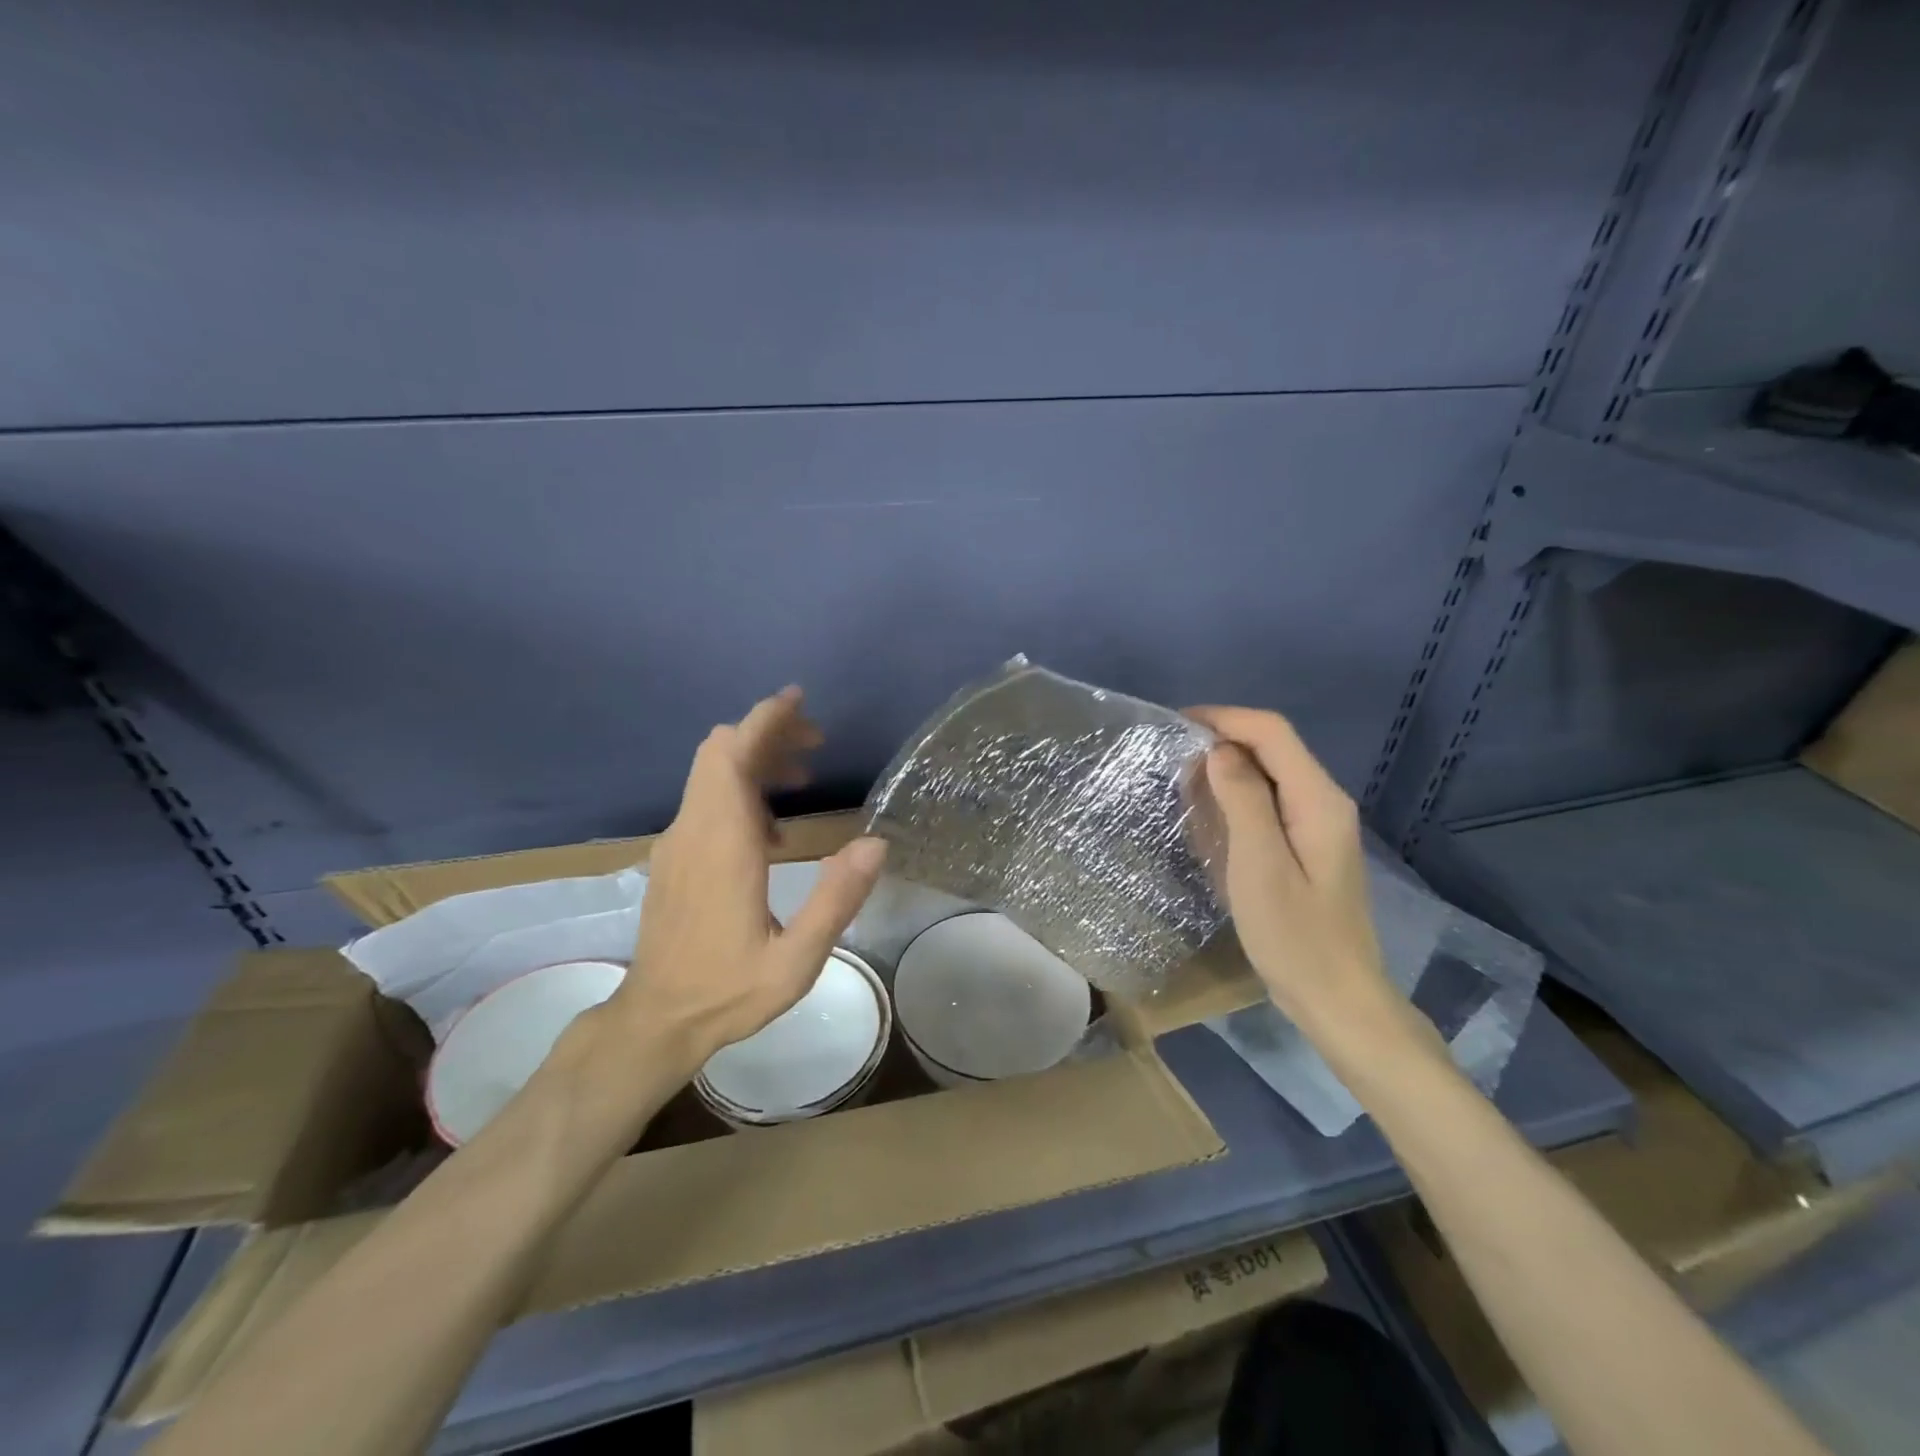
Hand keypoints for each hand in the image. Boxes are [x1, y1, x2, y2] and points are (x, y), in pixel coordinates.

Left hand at [609, 687, 886, 1071]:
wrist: (656, 1020)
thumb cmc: (728, 991)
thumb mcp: (796, 960)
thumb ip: (836, 899)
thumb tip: (876, 843)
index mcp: (723, 846)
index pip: (731, 757)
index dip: (763, 721)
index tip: (798, 700)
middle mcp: (693, 831)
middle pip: (719, 753)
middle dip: (766, 732)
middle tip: (816, 741)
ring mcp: (677, 843)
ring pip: (711, 773)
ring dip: (756, 759)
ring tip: (805, 776)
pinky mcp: (673, 857)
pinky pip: (706, 799)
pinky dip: (741, 788)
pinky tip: (775, 829)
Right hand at [1185, 706, 1419, 1056]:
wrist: (1337, 997)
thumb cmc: (1295, 936)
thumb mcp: (1260, 866)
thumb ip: (1243, 801)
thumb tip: (1219, 751)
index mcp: (1318, 800)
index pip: (1271, 732)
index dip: (1224, 718)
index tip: (1176, 725)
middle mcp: (1323, 802)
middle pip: (1272, 748)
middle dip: (1221, 740)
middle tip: (1170, 757)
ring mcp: (1318, 825)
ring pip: (1269, 774)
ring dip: (1226, 768)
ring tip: (1180, 781)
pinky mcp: (1307, 846)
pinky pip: (1269, 803)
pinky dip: (1235, 797)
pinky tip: (1208, 815)